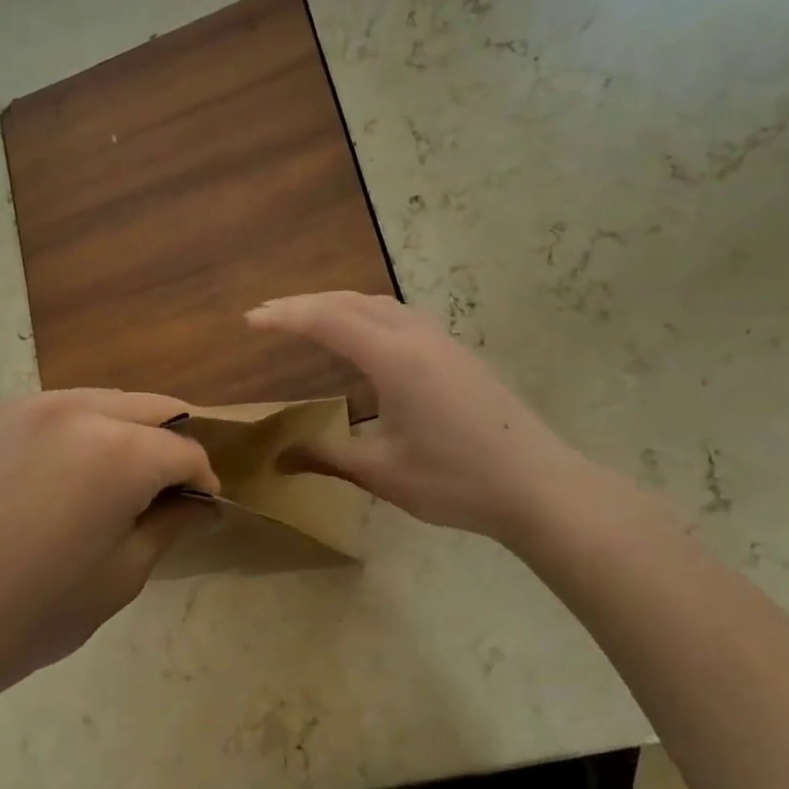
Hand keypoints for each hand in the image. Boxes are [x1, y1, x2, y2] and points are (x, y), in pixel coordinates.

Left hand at [0, 390, 219, 699]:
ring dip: (124, 433)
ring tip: (111, 483)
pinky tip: (56, 479)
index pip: (186, 452)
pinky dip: (76, 433)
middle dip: (170, 445)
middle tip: (163, 491)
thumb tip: (199, 505)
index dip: (202, 481)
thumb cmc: (29, 615)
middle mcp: (78, 410)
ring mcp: (26, 406)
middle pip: (151, 409)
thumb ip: (167, 527)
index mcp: (121, 451)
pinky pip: (53, 412)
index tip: (199, 509)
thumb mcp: (120, 578)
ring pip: (102, 402)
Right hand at [246, 292, 579, 544]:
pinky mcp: (458, 354)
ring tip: (309, 317)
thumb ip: (327, 457)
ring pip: (381, 305)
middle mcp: (417, 336)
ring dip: (340, 304)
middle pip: (353, 302)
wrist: (538, 486)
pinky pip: (402, 316)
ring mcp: (443, 342)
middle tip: (268, 314)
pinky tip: (366, 338)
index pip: (328, 320)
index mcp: (394, 358)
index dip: (285, 317)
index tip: (249, 320)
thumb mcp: (382, 472)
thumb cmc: (455, 481)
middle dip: (306, 303)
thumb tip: (279, 458)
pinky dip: (368, 314)